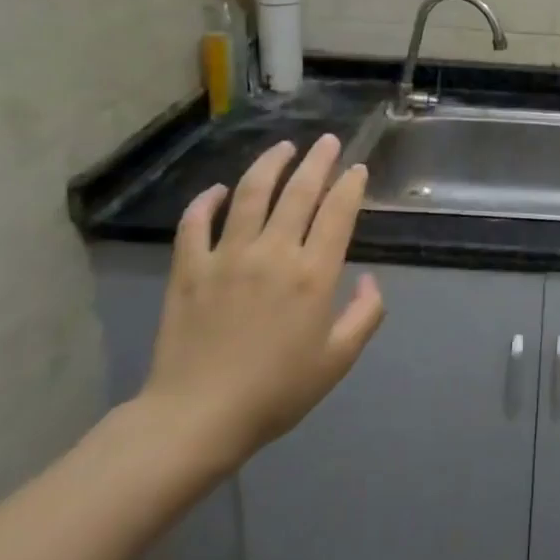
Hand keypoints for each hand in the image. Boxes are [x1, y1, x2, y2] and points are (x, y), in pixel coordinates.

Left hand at [140, 135, 384, 475]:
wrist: (197, 418)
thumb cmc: (276, 392)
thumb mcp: (338, 360)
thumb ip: (365, 315)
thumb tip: (371, 279)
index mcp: (313, 274)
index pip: (337, 213)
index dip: (350, 185)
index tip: (357, 168)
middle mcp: (273, 252)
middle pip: (299, 192)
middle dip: (317, 161)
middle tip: (326, 141)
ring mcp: (227, 256)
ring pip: (250, 194)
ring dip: (269, 165)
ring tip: (282, 148)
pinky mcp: (189, 268)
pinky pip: (195, 223)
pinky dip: (206, 201)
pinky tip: (218, 190)